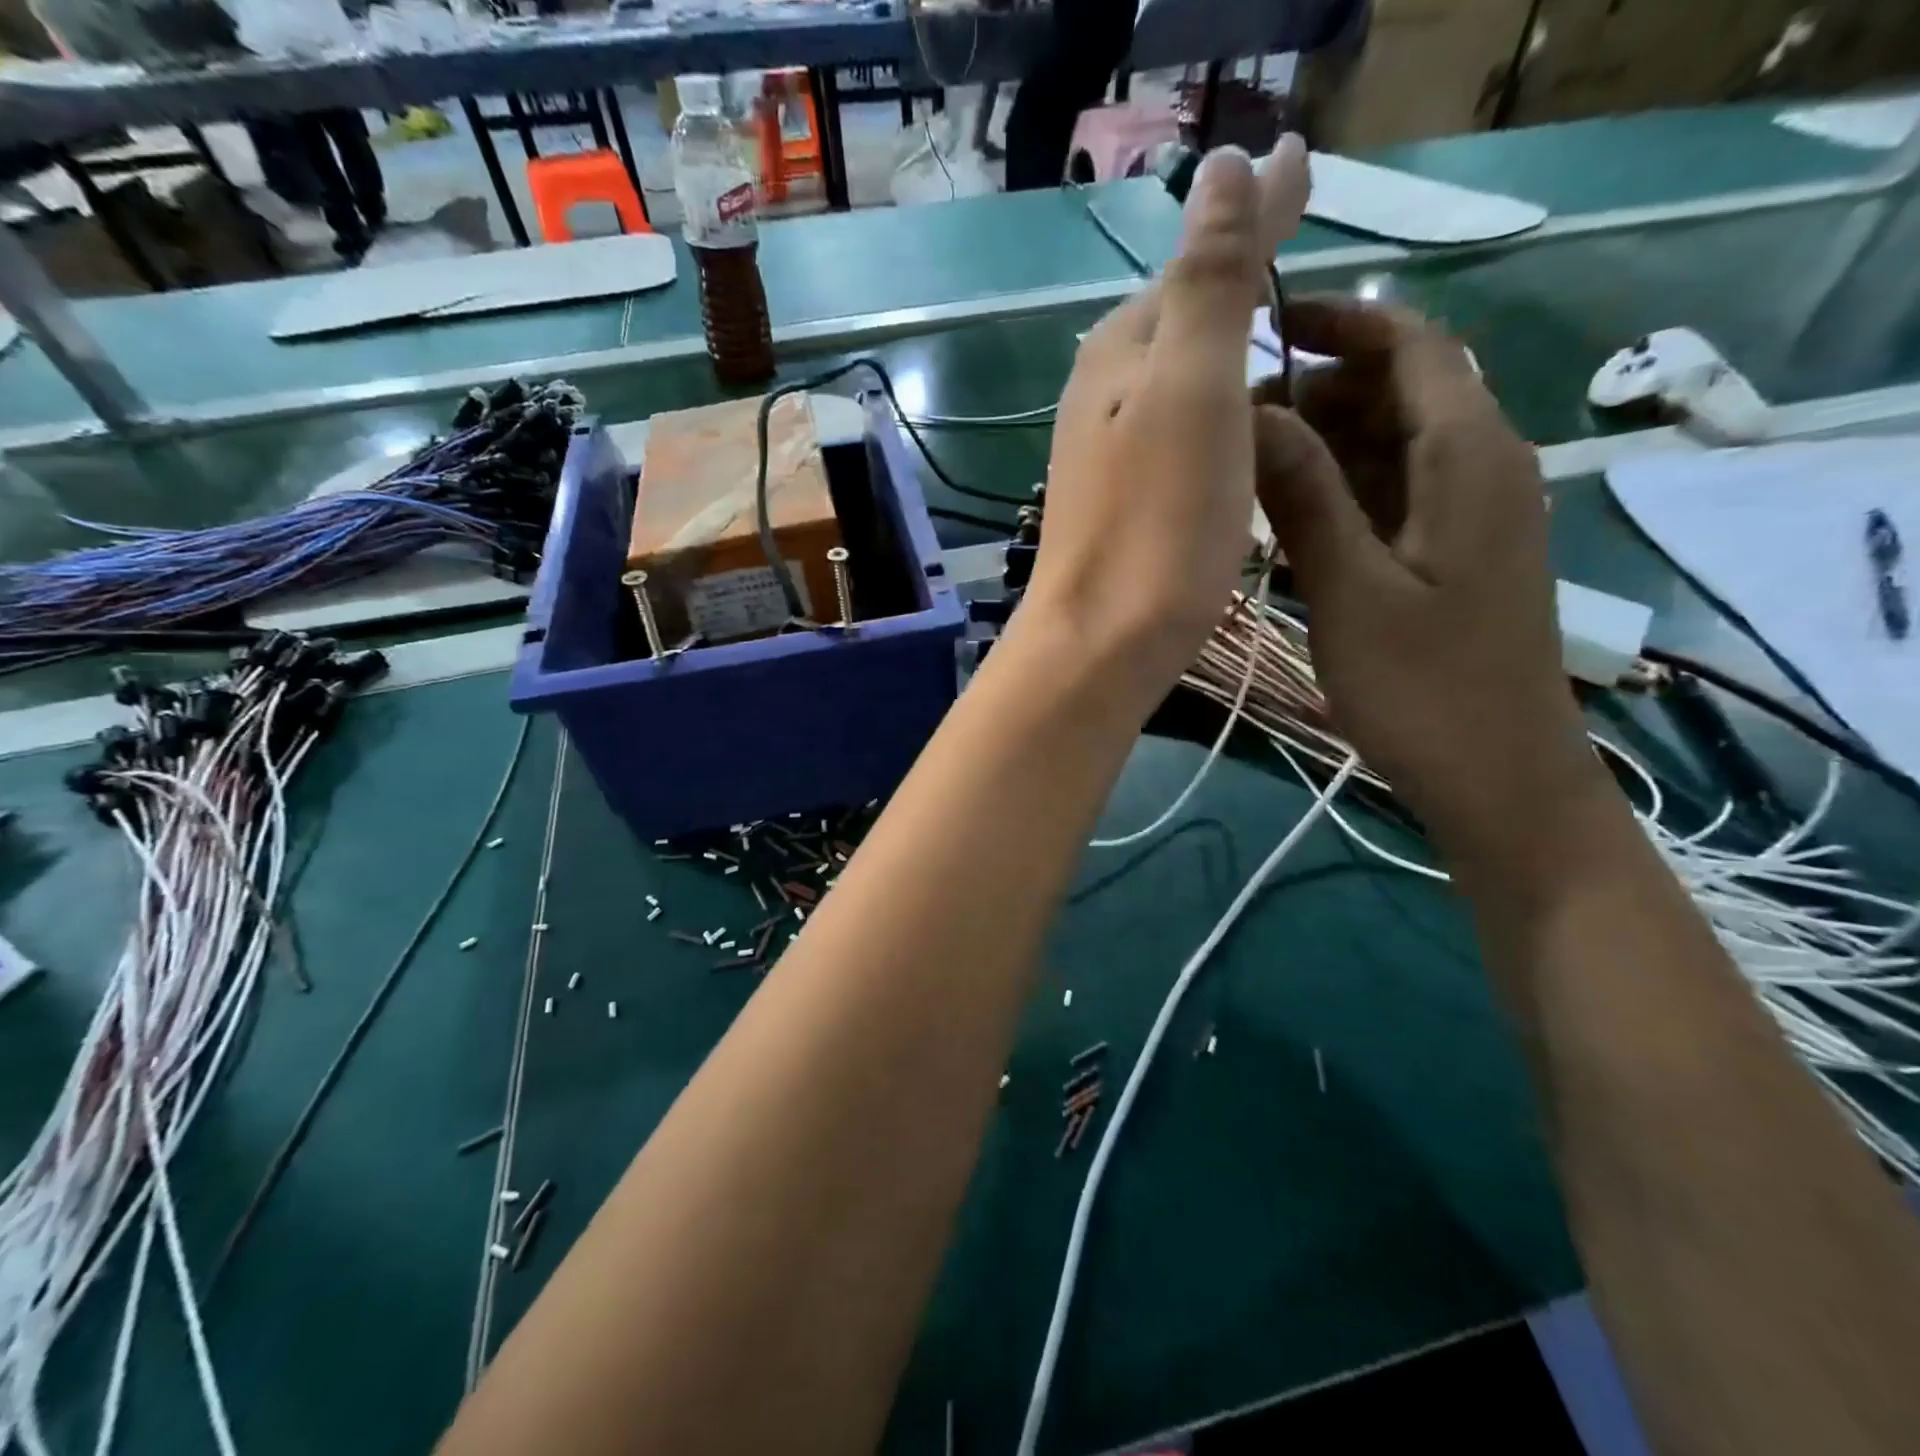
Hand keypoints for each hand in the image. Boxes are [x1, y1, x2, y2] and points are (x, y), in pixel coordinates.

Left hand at [1019, 137, 1309, 713]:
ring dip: (1226, 346)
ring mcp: (1106, 453)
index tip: (1308, 175)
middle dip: (1238, 280)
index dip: (1255, 221)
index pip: (1197, 262)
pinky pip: (1176, 433)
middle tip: (1299, 243)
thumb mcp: (1192, 388)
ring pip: (1177, 379)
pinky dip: (1213, 411)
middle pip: (1182, 320)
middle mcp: (1102, 394)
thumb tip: (1225, 165)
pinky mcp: (1123, 504)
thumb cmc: (1157, 523)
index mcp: (1120, 352)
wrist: (1103, 642)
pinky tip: (1237, 423)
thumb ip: (1209, 282)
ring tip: (1282, 326)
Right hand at [1251, 296, 1607, 869]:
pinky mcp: (1448, 552)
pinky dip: (1336, 488)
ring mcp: (1465, 512)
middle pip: (1397, 389)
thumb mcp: (1352, 590)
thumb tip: (1253, 415)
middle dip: (1315, 388)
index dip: (1340, 321)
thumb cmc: (1426, 688)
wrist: (1498, 777)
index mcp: (1468, 457)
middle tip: (1228, 423)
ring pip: (1388, 443)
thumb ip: (1306, 495)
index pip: (1411, 345)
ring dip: (1319, 441)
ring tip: (1240, 469)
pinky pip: (1389, 492)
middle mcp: (1477, 466)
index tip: (1261, 324)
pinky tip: (1280, 518)